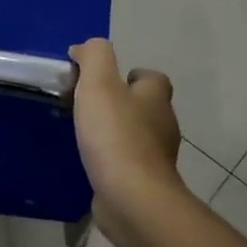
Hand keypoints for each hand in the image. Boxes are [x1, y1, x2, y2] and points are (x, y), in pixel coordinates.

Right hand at [69, 39, 183, 227]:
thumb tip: (86, 47)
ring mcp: (156, 158)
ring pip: (136, 136)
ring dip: (114, 134)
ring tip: (83, 135)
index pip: (151, 78)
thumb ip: (94, 56)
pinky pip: (127, 164)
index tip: (100, 81)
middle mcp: (162, 125)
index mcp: (155, 98)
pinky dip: (112, 161)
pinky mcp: (144, 183)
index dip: (128, 75)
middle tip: (86, 107)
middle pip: (144, 106)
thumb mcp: (99, 83)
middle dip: (119, 104)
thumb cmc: (115, 135)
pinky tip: (90, 163)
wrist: (131, 198)